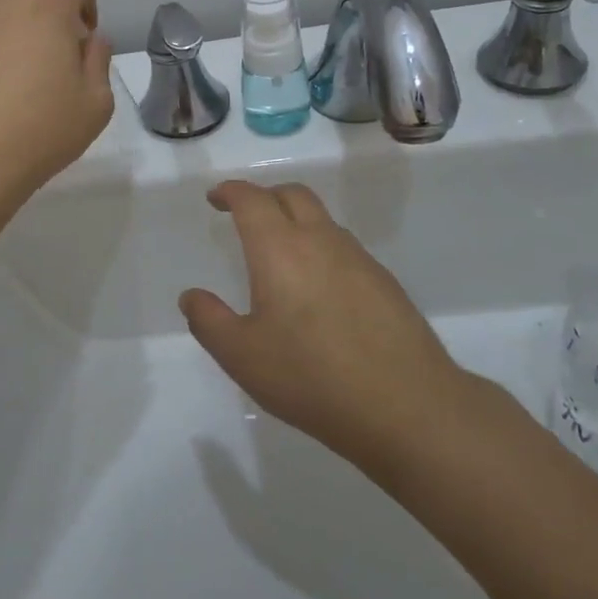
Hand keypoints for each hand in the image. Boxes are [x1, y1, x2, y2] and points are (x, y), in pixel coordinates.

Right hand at [179, 180, 472, 482]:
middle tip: (247, 216)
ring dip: (296, 221)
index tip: (216, 199)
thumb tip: (192, 296)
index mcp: (280, 249)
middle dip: (265, 196)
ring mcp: (359, 259)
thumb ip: (209, 321)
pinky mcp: (385, 283)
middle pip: (292, 195)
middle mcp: (321, 240)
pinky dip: (322, 249)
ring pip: (322, 220)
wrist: (405, 406)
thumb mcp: (242, 356)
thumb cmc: (310, 377)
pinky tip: (319, 290)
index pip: (252, 199)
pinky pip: (345, 248)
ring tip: (281, 254)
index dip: (230, 192)